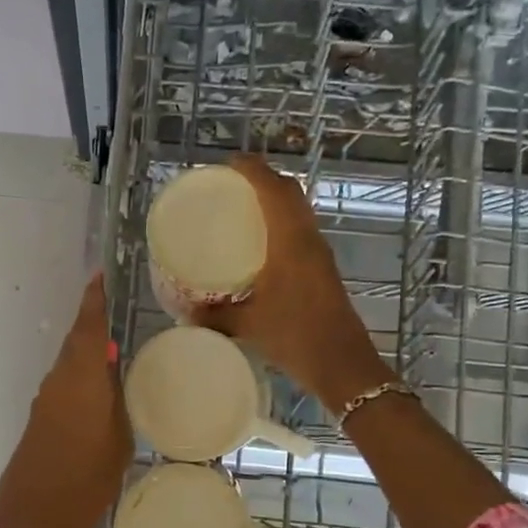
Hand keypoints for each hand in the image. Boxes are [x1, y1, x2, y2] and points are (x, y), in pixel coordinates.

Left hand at [0, 275, 131, 527]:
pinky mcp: (39, 420)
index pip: (87, 328)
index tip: (101, 276)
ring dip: (88, 351)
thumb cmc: (84, 482)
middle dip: (93, 323)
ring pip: (70, 364)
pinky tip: (100, 387)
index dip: (94, 300)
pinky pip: (65, 385)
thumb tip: (114, 376)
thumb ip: (117, 403)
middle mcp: (58, 382)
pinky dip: (81, 377)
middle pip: (76, 342)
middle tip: (118, 309)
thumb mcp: (118, 442)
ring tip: (117, 348)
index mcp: (80, 380)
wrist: (32, 520)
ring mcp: (45, 401)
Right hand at [194, 156, 391, 409]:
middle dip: (264, 179)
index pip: (275, 190)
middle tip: (233, 183)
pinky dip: (282, 222)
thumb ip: (214, 316)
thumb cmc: (296, 337)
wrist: (343, 364)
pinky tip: (262, 243)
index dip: (254, 170)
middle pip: (290, 194)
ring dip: (276, 200)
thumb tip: (184, 313)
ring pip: (299, 212)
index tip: (229, 163)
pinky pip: (301, 231)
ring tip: (244, 206)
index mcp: (291, 242)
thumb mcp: (248, 326)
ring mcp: (319, 255)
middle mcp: (308, 240)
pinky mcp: (323, 271)